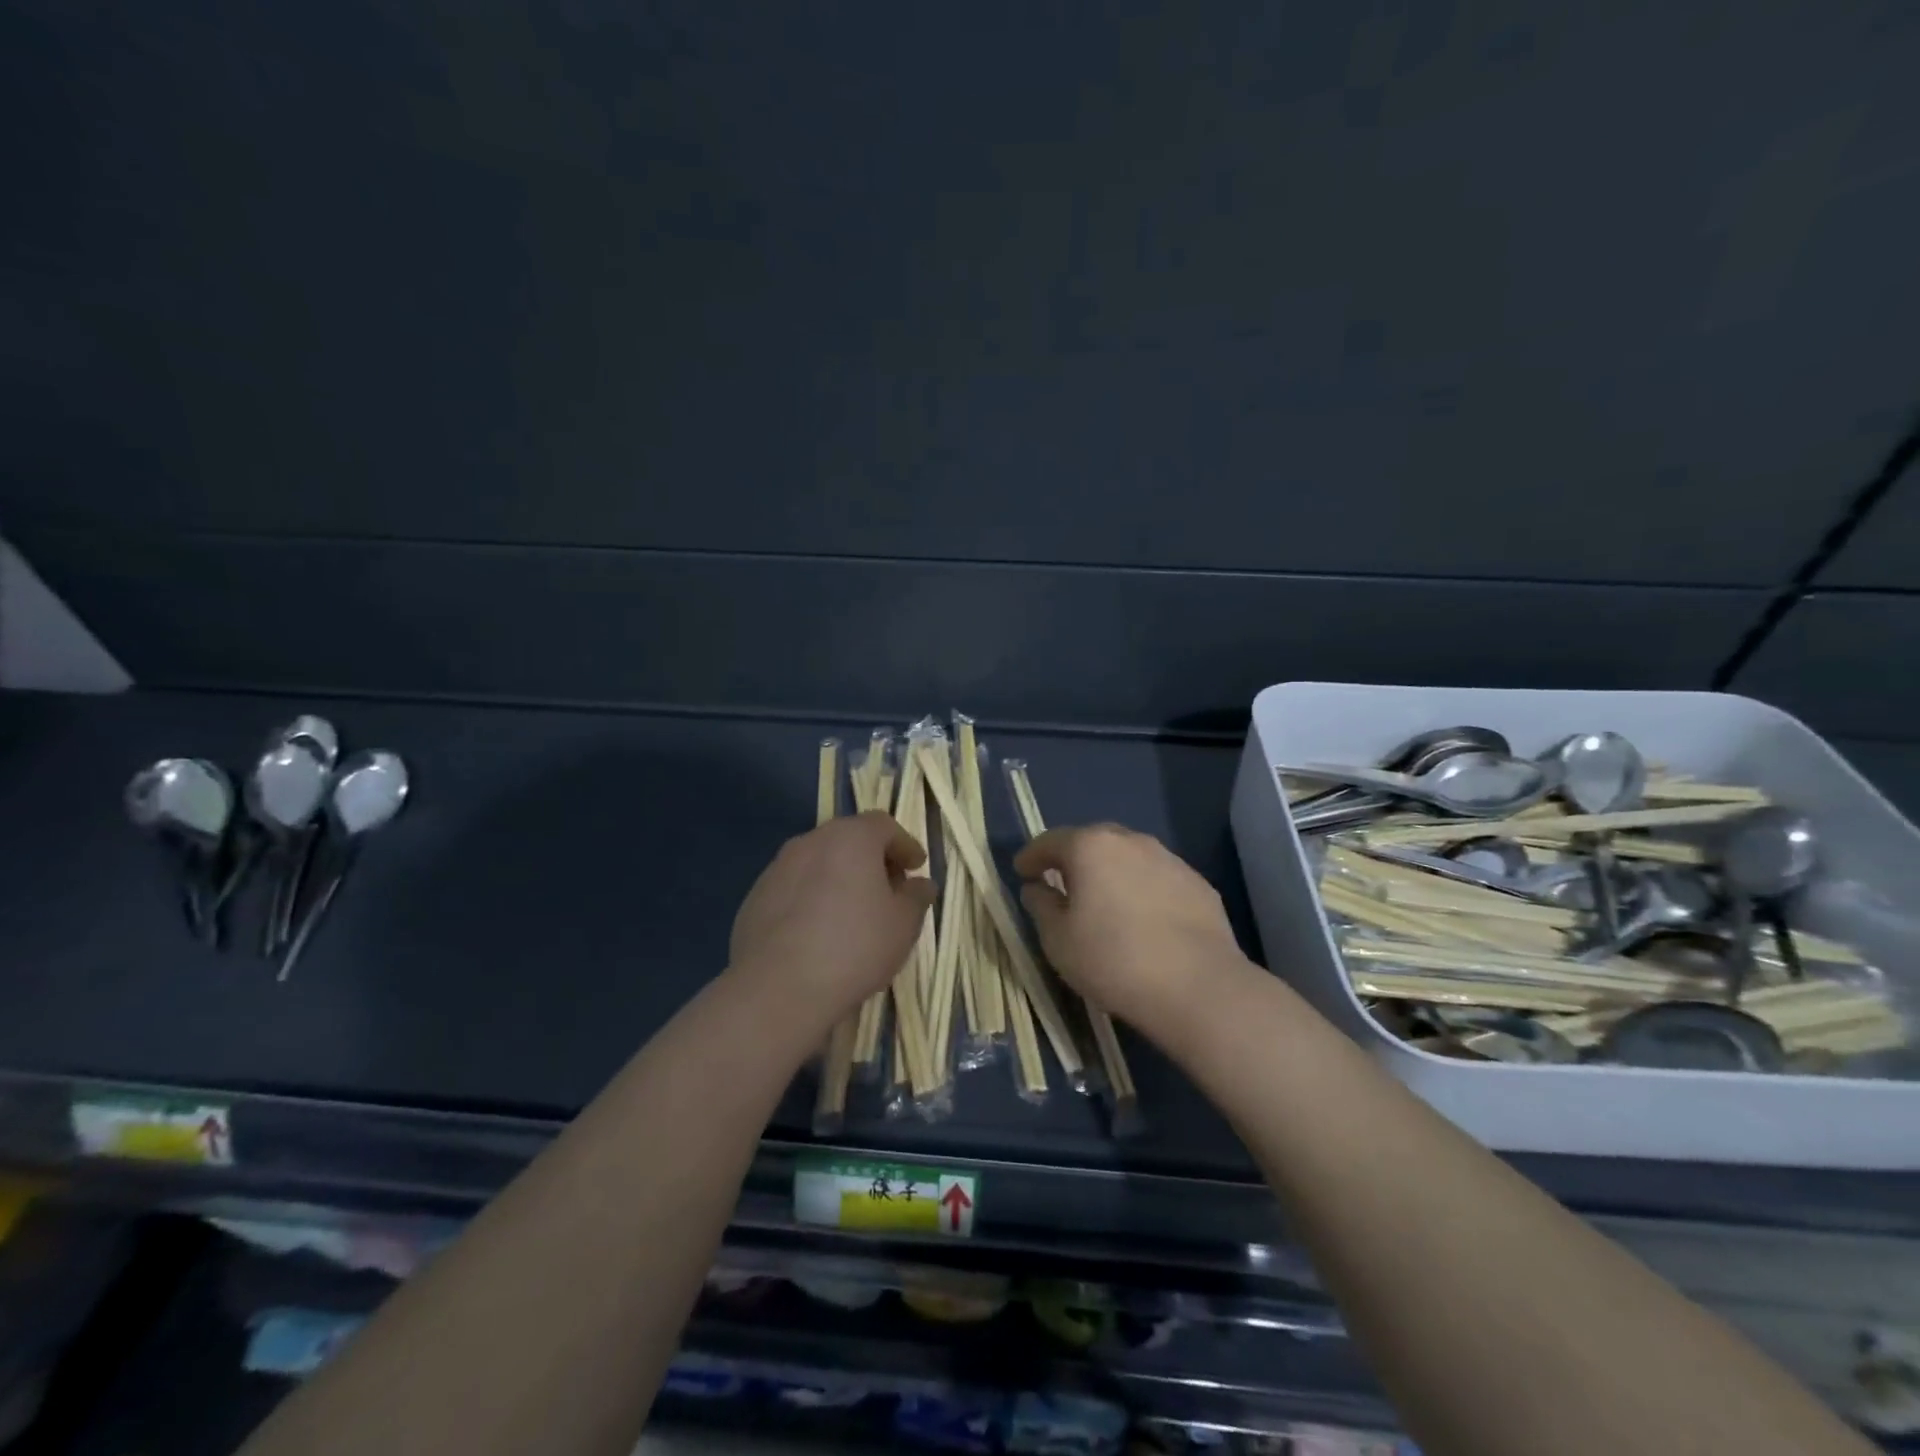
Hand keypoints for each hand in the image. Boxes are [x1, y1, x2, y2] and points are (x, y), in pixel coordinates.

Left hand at [729, 811, 937, 1019]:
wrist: (778, 988)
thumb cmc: (854, 947)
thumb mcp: (903, 925)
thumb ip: (916, 897)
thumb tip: (921, 884)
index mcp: (850, 838)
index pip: (883, 825)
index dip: (904, 844)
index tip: (915, 868)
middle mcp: (810, 842)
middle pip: (848, 839)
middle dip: (872, 860)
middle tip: (888, 890)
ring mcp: (777, 868)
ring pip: (818, 863)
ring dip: (839, 878)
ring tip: (852, 914)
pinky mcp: (755, 898)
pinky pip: (794, 889)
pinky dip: (811, 899)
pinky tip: (818, 933)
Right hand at [1014, 823, 1247, 1028]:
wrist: (1198, 987)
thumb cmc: (1113, 960)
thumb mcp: (1058, 940)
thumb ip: (1042, 906)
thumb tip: (1037, 888)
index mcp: (1090, 847)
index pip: (1050, 841)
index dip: (1031, 857)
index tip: (1022, 872)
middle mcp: (1131, 841)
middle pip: (1092, 842)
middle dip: (1073, 859)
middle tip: (1061, 883)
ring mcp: (1169, 860)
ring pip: (1129, 858)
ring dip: (1111, 872)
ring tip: (1105, 902)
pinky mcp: (1198, 884)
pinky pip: (1157, 879)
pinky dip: (1142, 890)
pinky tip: (1143, 919)